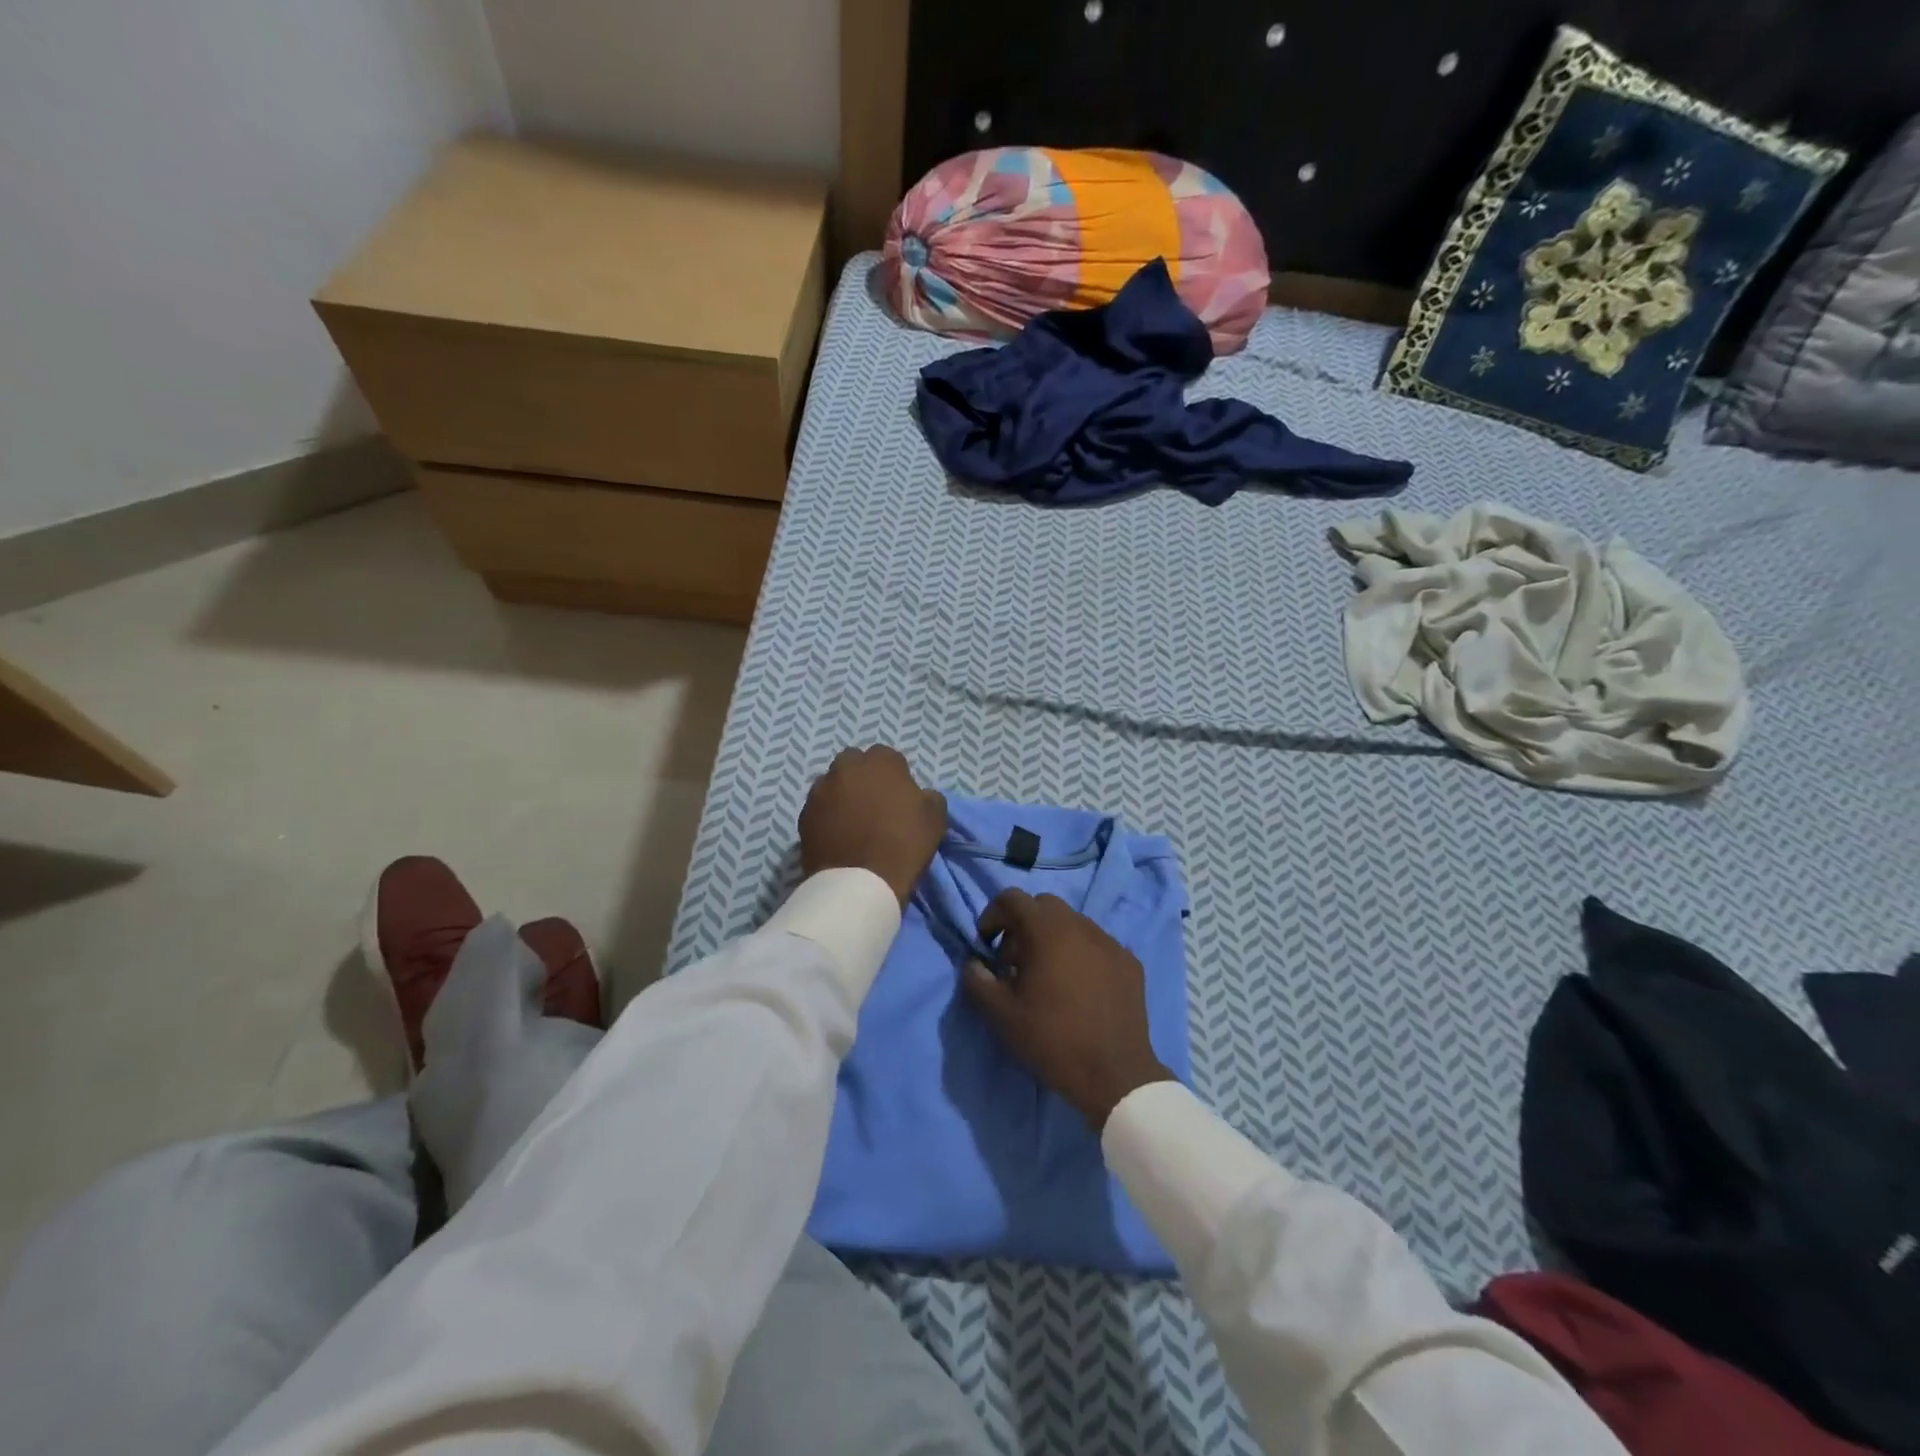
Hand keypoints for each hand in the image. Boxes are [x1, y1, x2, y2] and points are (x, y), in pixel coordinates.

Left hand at [798, 745, 946, 907]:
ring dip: (842, 795)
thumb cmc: (902, 844)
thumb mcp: (935, 818)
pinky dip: (827, 816)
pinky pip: (819, 808)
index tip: (900, 797)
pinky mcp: (803, 815)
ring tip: (853, 821)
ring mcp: (820, 790)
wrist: (859, 883)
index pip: (888, 758)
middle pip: (855, 764)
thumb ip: (928, 796)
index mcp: (880, 762)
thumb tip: (920, 795)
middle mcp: (845, 768)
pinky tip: (837, 835)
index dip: (895, 776)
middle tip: (874, 804)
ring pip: (833, 784)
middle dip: (863, 778)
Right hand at [962, 889, 1174, 1128]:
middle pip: (1044, 906)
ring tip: (1047, 976)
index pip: (1012, 898)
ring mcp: (1110, 942)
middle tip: (1014, 962)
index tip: (986, 944)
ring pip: (1073, 923)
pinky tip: (1079, 987)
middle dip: (1023, 925)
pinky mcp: (1130, 962)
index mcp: (1047, 930)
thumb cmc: (1053, 1040)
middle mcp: (1081, 925)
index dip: (993, 915)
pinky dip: (1081, 954)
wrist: (1115, 1075)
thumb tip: (974, 963)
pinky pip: (1097, 944)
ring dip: (1053, 938)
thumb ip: (979, 981)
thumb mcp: (1002, 1015)